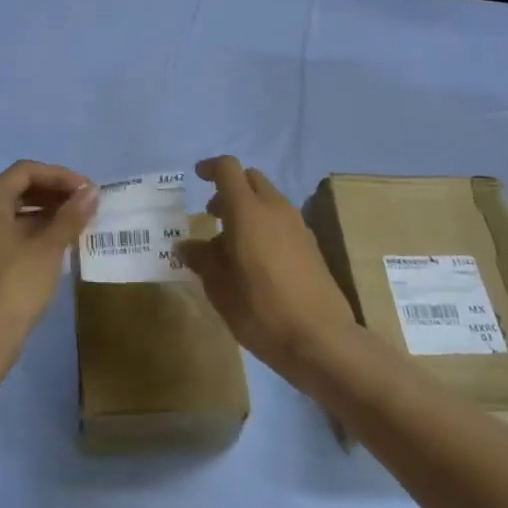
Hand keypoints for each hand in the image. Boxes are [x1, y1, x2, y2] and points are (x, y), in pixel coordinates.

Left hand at [0, 161, 97, 354]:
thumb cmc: (15, 285)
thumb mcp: (49, 248)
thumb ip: (70, 216)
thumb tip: (91, 192)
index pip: (26, 171)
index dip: (60, 175)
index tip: (88, 190)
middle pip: (19, 189)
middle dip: (54, 192)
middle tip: (86, 204)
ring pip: (15, 212)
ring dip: (47, 212)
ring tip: (78, 223)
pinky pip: (10, 232)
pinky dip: (35, 231)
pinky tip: (58, 244)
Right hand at [178, 156, 356, 378]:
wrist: (321, 339)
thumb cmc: (262, 311)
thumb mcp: (220, 288)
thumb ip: (201, 260)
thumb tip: (185, 246)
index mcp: (248, 211)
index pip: (228, 169)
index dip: (210, 168)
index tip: (197, 177)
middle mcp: (275, 209)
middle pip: (251, 180)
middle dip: (230, 189)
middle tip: (213, 216)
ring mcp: (298, 225)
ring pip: (268, 200)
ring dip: (248, 209)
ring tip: (232, 244)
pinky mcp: (312, 245)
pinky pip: (282, 220)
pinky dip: (265, 225)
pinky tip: (257, 260)